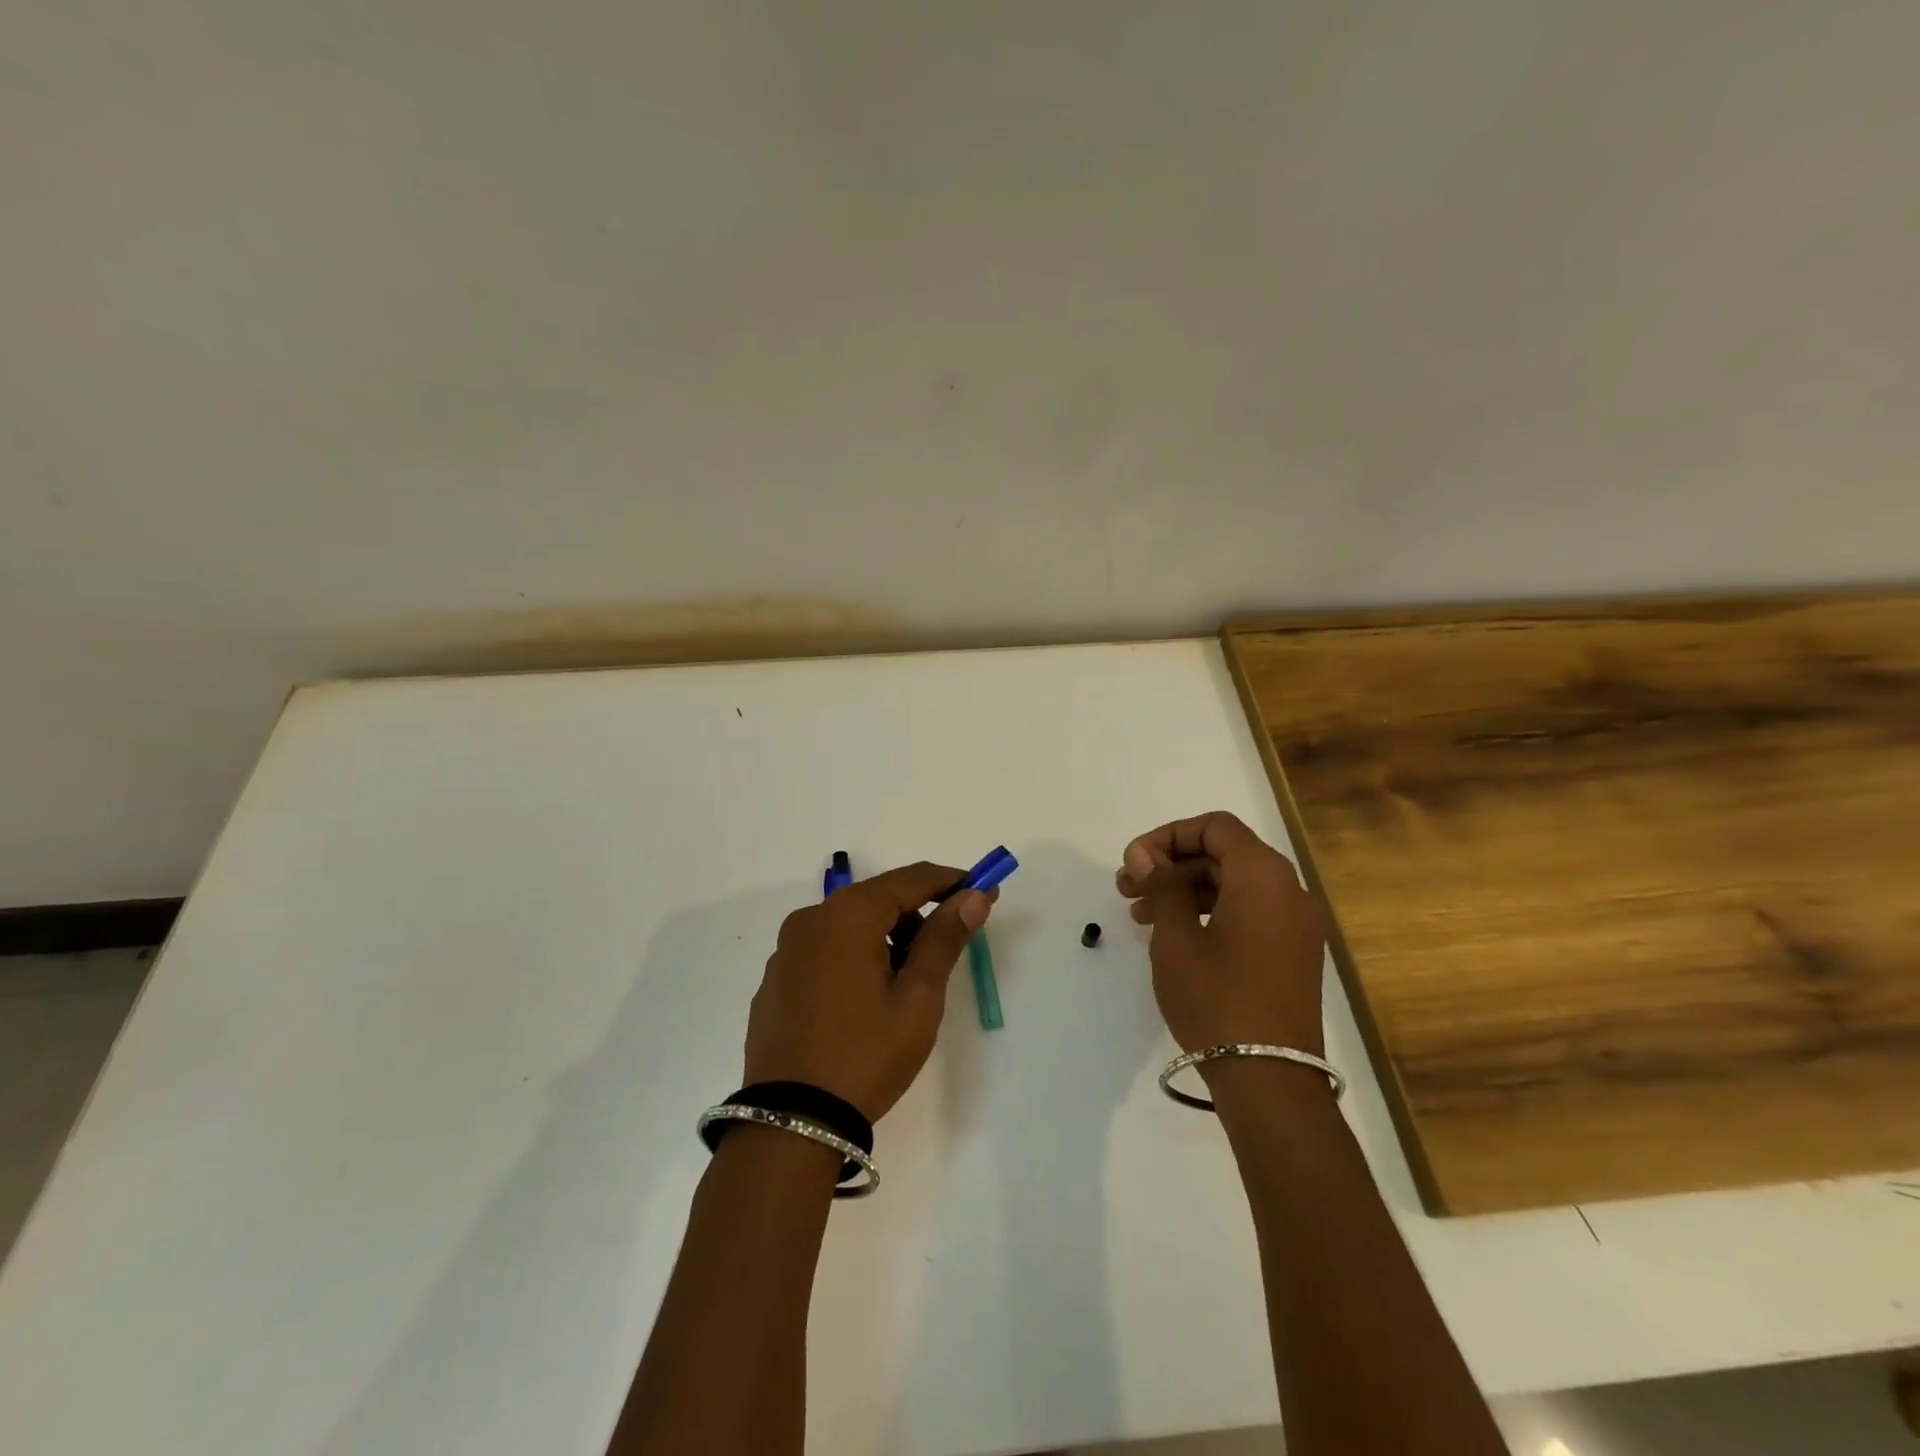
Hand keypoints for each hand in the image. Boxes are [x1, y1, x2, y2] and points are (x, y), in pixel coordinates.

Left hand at [743, 863, 994, 1121]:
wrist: (790, 1124)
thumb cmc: (865, 1055)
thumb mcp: (917, 998)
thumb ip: (944, 938)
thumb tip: (974, 896)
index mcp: (847, 916)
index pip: (910, 879)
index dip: (951, 882)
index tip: (983, 891)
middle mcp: (811, 920)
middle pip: (877, 899)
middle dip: (918, 915)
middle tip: (947, 950)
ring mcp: (787, 950)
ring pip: (849, 925)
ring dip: (885, 937)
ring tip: (907, 984)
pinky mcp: (775, 979)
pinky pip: (825, 950)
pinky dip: (854, 957)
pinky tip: (865, 1001)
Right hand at [1116, 811, 1327, 1056]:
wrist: (1269, 1080)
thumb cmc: (1216, 997)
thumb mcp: (1176, 937)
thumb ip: (1161, 884)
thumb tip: (1144, 854)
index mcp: (1264, 876)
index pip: (1215, 827)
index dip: (1169, 836)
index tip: (1134, 862)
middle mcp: (1288, 891)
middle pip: (1224, 855)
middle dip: (1171, 866)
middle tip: (1126, 887)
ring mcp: (1294, 926)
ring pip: (1233, 886)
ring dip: (1185, 890)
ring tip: (1139, 915)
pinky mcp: (1291, 955)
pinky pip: (1247, 914)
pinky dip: (1209, 913)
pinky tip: (1174, 936)